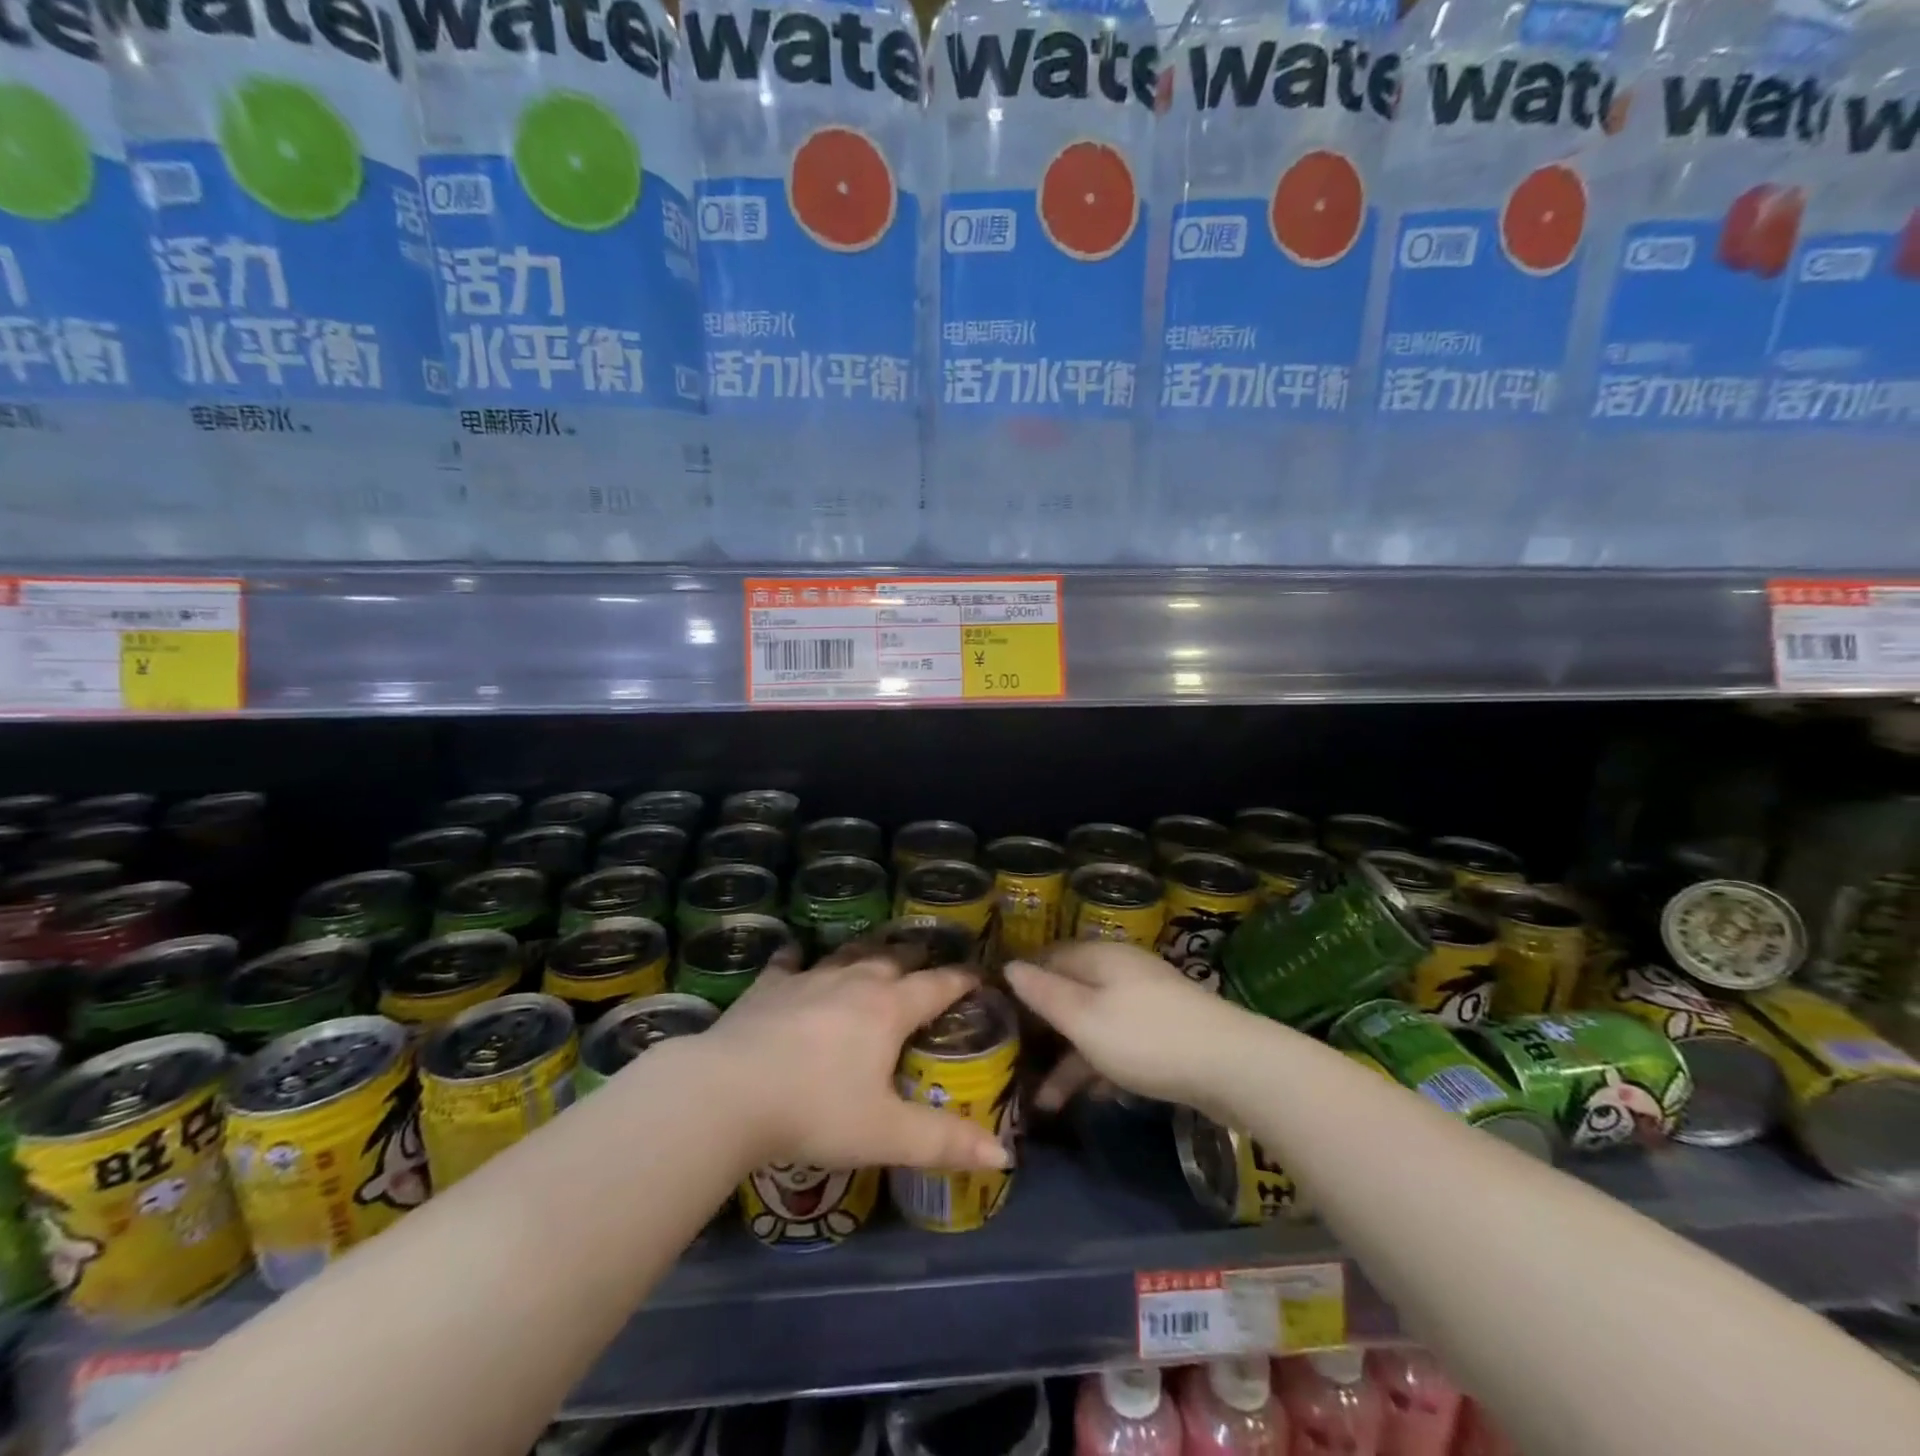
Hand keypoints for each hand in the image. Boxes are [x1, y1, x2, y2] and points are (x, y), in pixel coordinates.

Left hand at [702, 942, 1010, 1173]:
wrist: (728, 1092)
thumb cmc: (816, 1110)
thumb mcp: (886, 1134)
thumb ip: (944, 1142)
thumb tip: (1003, 1155)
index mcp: (889, 1009)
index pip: (937, 985)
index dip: (961, 980)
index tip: (979, 975)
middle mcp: (854, 982)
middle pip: (894, 959)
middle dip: (916, 958)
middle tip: (928, 961)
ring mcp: (809, 979)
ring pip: (848, 954)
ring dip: (867, 952)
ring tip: (877, 951)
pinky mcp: (769, 987)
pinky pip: (788, 963)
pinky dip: (798, 959)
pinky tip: (795, 956)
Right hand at [1006, 942, 1243, 1114]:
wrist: (1233, 1067)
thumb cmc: (1146, 1038)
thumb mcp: (1084, 1018)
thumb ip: (1045, 994)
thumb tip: (1009, 966)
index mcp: (1098, 958)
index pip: (1048, 959)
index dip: (1021, 983)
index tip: (994, 1013)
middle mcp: (1120, 972)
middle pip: (1071, 994)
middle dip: (1043, 1029)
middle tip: (1013, 1061)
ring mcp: (1145, 1003)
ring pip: (1094, 1025)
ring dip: (1070, 1061)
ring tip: (1045, 1102)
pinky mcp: (1164, 1033)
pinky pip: (1120, 1045)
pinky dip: (1102, 1067)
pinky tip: (1093, 1098)